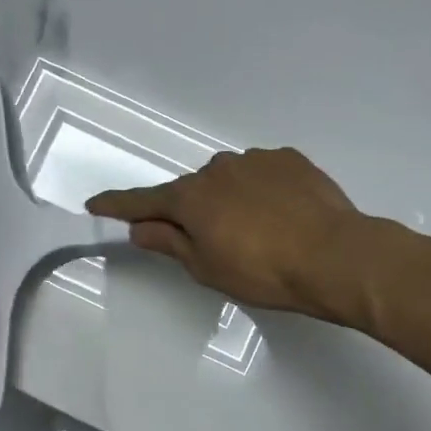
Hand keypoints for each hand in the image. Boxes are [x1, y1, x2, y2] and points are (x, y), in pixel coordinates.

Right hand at [87, 148, 369, 322]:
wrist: (335, 255)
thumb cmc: (264, 271)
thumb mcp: (208, 268)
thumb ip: (170, 243)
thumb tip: (139, 227)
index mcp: (192, 198)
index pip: (144, 201)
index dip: (118, 204)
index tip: (95, 202)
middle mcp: (218, 168)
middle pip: (193, 190)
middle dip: (194, 210)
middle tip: (216, 241)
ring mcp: (256, 159)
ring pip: (229, 178)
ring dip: (231, 198)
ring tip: (260, 230)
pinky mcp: (289, 159)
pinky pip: (263, 173)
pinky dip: (263, 189)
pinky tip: (284, 213)